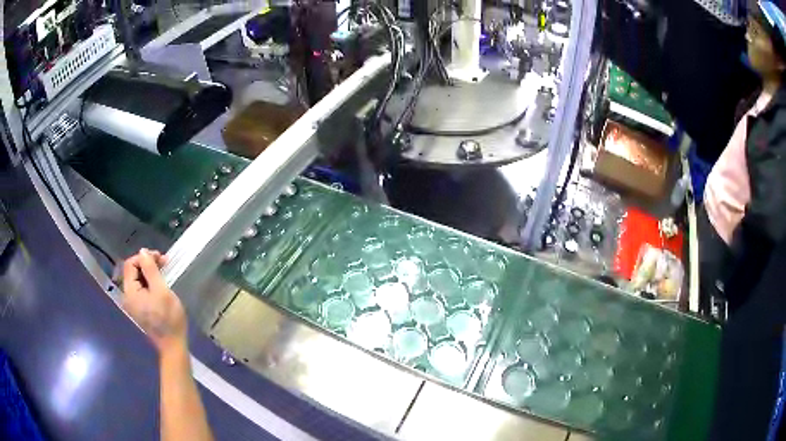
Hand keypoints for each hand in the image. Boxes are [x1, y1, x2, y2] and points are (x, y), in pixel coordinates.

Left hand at [121, 249, 187, 356]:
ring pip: (137, 280)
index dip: (144, 257)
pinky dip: (149, 283)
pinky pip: (141, 289)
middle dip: (147, 264)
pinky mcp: (139, 309)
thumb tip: (143, 251)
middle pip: (132, 271)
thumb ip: (150, 270)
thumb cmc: (168, 318)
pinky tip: (160, 285)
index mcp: (130, 292)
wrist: (173, 344)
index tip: (160, 258)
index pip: (130, 264)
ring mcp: (133, 304)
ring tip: (164, 272)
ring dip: (149, 273)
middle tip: (165, 263)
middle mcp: (127, 296)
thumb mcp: (161, 290)